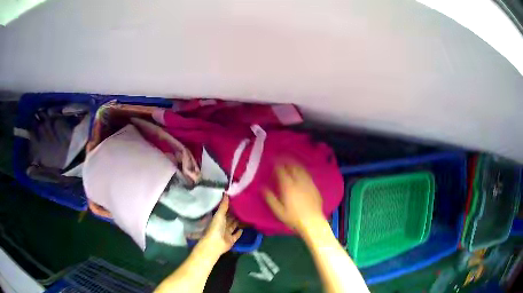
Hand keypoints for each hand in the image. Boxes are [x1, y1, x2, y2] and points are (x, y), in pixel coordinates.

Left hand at [199, 196, 242, 256]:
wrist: (215, 244)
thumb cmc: (216, 228)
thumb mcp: (219, 215)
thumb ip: (223, 205)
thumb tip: (226, 192)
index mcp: (218, 219)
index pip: (225, 211)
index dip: (229, 207)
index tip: (236, 201)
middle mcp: (222, 225)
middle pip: (229, 219)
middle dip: (235, 214)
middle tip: (243, 207)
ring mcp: (227, 233)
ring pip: (233, 226)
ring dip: (238, 222)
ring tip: (245, 216)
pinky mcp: (231, 240)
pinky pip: (236, 235)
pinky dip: (239, 232)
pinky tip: (243, 229)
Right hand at [264, 163, 324, 234]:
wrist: (312, 222)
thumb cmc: (293, 218)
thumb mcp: (278, 210)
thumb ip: (270, 198)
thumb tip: (262, 187)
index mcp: (288, 186)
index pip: (281, 170)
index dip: (276, 163)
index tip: (272, 160)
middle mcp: (298, 181)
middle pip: (292, 166)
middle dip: (285, 160)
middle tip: (280, 157)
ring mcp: (308, 183)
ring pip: (300, 168)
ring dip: (294, 163)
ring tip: (289, 161)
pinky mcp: (314, 186)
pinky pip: (307, 174)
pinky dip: (302, 169)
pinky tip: (300, 170)